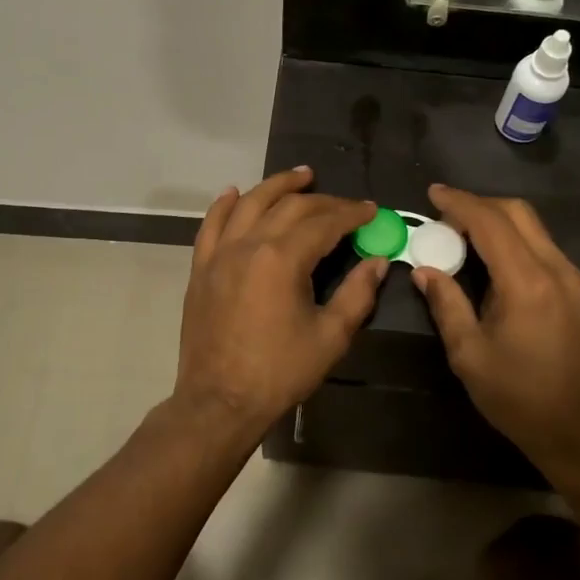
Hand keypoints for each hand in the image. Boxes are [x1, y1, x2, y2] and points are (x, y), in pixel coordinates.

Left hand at [172, 168, 386, 440]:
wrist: (219, 402)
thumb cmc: (280, 372)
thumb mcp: (330, 337)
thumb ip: (357, 293)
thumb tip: (378, 261)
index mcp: (282, 258)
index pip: (324, 222)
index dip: (351, 213)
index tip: (371, 211)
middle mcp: (249, 244)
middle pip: (289, 207)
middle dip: (322, 200)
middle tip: (345, 204)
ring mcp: (219, 254)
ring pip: (249, 204)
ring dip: (276, 186)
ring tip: (300, 177)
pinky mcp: (201, 268)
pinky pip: (211, 225)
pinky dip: (224, 205)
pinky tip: (235, 193)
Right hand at [411, 185, 579, 475]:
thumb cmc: (519, 399)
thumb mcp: (469, 355)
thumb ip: (446, 304)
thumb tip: (425, 270)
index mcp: (528, 283)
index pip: (490, 223)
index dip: (460, 203)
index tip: (434, 193)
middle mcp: (562, 272)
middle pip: (521, 215)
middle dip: (483, 206)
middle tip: (451, 215)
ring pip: (541, 237)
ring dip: (506, 232)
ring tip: (476, 251)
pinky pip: (557, 263)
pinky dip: (528, 257)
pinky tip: (513, 286)